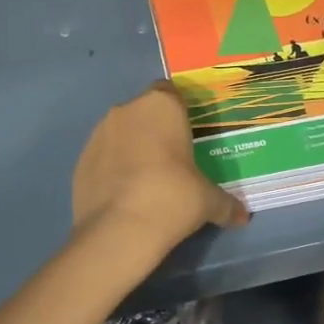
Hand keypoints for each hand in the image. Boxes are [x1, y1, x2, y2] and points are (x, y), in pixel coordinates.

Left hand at [72, 82, 248, 259]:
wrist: (119, 230)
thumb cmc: (173, 197)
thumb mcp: (208, 201)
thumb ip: (225, 203)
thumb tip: (243, 216)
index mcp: (161, 106)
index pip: (170, 92)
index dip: (179, 111)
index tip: (187, 135)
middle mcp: (126, 110)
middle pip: (144, 112)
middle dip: (155, 130)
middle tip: (172, 160)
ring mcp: (98, 133)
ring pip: (120, 132)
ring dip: (132, 147)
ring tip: (146, 180)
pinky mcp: (80, 159)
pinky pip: (103, 156)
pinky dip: (112, 168)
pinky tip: (124, 195)